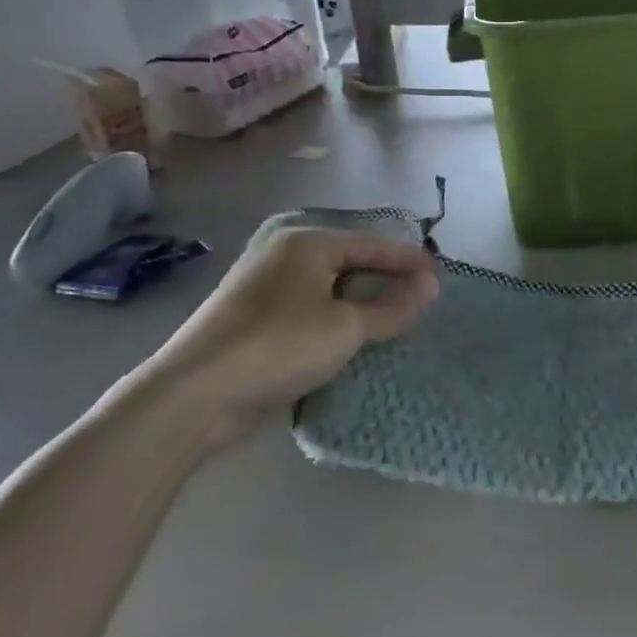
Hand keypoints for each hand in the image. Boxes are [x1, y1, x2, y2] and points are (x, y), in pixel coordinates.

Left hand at [137, 224, 438, 446]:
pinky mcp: (252, 318)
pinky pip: (308, 308)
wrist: (195, 394)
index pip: (371, 244)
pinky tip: (349, 337)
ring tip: (392, 318)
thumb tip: (430, 287)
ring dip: (360, 302)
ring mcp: (263, 286)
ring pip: (327, 287)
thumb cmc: (279, 346)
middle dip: (385, 279)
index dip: (408, 260)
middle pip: (349, 261)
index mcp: (306, 243)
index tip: (440, 277)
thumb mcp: (346, 327)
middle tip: (420, 298)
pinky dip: (334, 318)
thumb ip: (392, 308)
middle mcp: (283, 254)